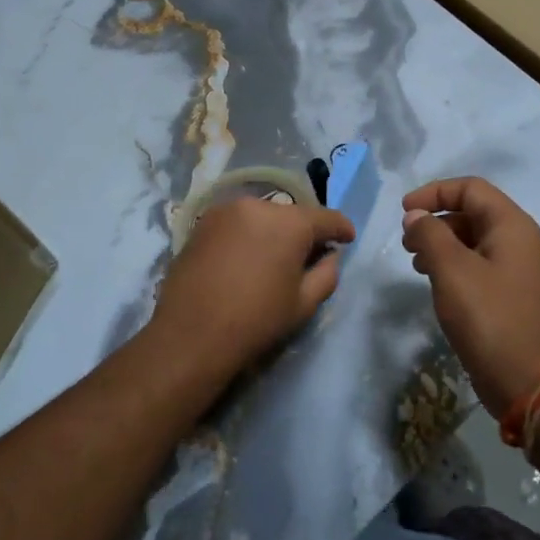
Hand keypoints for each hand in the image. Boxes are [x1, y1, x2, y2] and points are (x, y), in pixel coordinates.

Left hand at [153, 195, 355, 376]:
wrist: (191, 334)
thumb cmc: (256, 320)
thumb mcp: (303, 303)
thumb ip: (326, 274)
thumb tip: (329, 256)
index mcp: (290, 222)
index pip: (326, 218)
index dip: (341, 229)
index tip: (348, 238)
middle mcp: (258, 205)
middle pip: (292, 215)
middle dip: (304, 232)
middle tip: (309, 255)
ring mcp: (226, 211)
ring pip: (262, 217)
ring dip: (273, 232)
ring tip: (274, 258)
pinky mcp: (202, 223)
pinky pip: (237, 223)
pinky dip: (248, 235)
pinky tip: (246, 259)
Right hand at [402, 178, 539, 415]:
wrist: (529, 383)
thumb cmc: (489, 318)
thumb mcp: (451, 270)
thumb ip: (429, 234)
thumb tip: (416, 216)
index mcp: (514, 226)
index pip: (471, 189)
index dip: (434, 193)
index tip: (404, 212)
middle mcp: (524, 242)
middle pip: (475, 213)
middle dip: (437, 221)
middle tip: (406, 243)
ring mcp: (524, 272)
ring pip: (477, 242)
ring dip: (443, 245)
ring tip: (416, 265)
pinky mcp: (518, 298)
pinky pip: (484, 267)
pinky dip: (457, 267)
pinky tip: (439, 286)